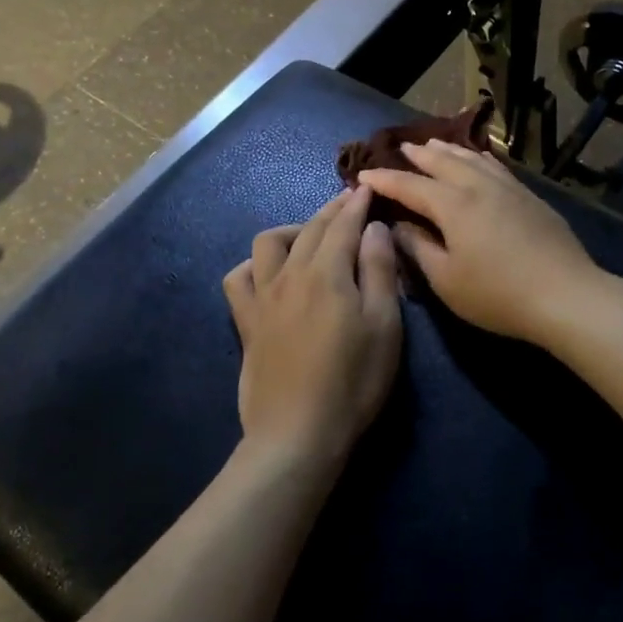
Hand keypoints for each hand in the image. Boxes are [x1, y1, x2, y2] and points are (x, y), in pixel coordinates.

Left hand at [222, 187, 402, 471]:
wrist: (298, 434)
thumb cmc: (353, 381)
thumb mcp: (384, 326)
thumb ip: (380, 271)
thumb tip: (374, 228)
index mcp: (327, 273)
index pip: (343, 225)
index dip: (356, 204)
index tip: (365, 188)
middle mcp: (290, 275)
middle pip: (310, 228)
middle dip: (331, 210)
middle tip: (348, 202)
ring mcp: (263, 297)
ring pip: (268, 243)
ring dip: (292, 230)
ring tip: (310, 236)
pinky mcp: (247, 323)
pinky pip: (238, 278)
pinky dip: (253, 266)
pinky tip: (267, 272)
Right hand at [359, 141, 605, 345]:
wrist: (565, 294)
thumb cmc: (498, 294)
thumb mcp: (446, 280)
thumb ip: (418, 248)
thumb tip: (398, 224)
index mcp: (453, 205)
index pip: (410, 185)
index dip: (385, 179)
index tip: (363, 174)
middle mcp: (478, 186)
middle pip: (443, 162)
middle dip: (418, 155)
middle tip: (401, 148)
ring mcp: (508, 188)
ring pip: (472, 158)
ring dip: (449, 150)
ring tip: (433, 144)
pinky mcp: (529, 196)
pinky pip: (496, 166)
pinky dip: (479, 157)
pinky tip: (479, 158)